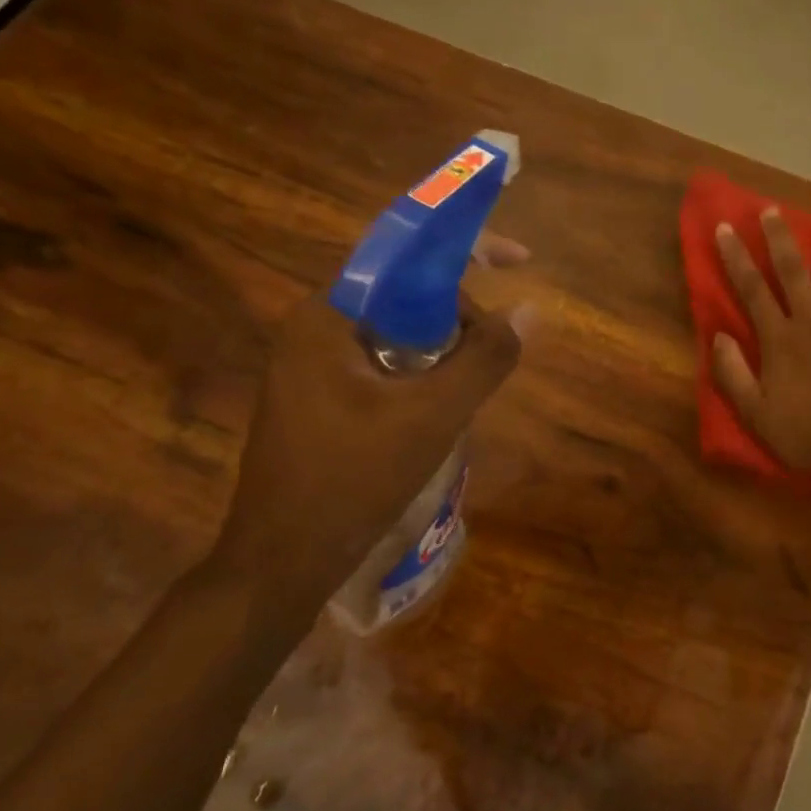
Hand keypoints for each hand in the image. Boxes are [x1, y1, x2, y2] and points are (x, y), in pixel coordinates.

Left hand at [212, 283, 521, 620]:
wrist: (282, 561)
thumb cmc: (353, 480)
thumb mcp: (433, 416)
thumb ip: (485, 358)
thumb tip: (529, 310)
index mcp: (327, 315)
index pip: (404, 256)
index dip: (468, 248)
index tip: (520, 260)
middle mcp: (314, 327)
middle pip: (404, 293)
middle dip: (458, 313)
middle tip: (494, 352)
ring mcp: (312, 364)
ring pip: (398, 331)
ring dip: (444, 347)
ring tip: (472, 385)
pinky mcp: (320, 396)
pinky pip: (384, 362)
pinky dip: (422, 372)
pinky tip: (442, 408)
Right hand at [712, 210, 810, 495]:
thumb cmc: (806, 433)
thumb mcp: (756, 414)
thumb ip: (732, 374)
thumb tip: (717, 336)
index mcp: (780, 339)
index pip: (752, 289)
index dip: (736, 257)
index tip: (724, 228)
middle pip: (793, 271)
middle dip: (779, 238)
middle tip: (772, 211)